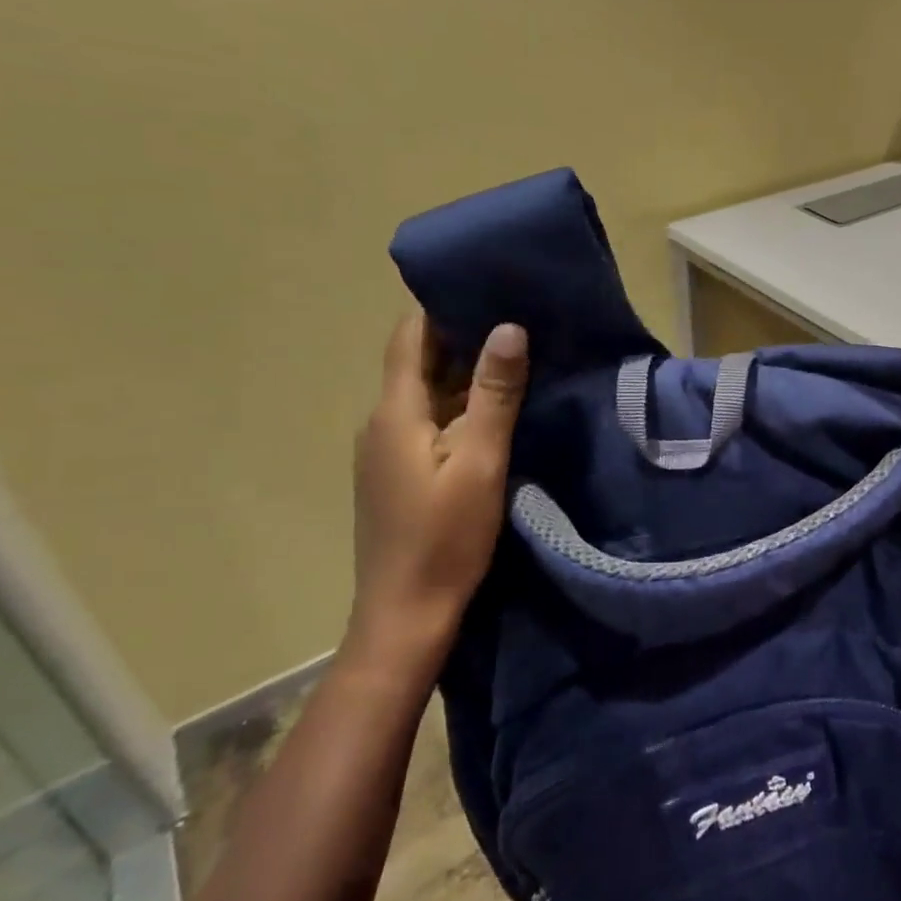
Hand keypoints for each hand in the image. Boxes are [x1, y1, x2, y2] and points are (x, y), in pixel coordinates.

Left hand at [351, 310, 528, 664]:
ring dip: (466, 373)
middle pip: (419, 363)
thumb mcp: (480, 462)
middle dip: (464, 336)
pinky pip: (429, 422)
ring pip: (427, 394)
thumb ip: (494, 395)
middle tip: (518, 316)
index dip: (442, 305)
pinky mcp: (399, 474)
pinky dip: (460, 406)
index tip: (488, 285)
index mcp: (394, 413)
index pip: (410, 337)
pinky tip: (496, 410)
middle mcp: (381, 423)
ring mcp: (387, 451)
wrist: (405, 615)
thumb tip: (508, 327)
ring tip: (518, 356)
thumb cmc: (445, 537)